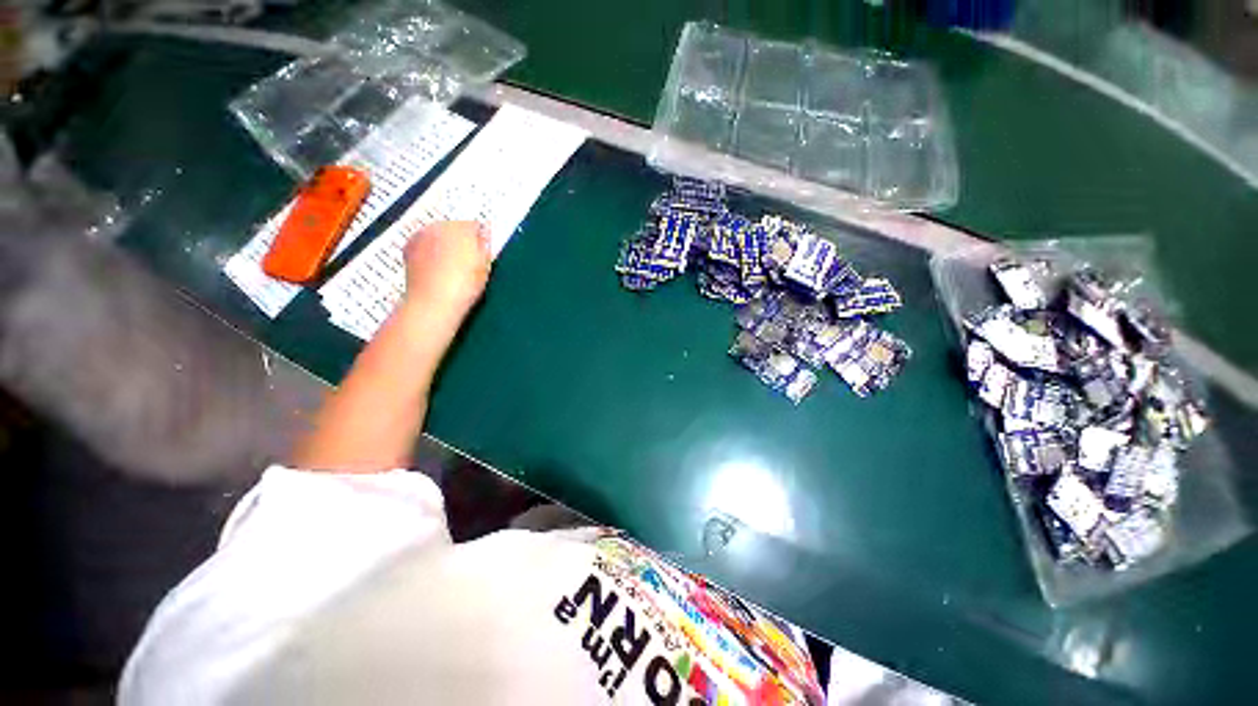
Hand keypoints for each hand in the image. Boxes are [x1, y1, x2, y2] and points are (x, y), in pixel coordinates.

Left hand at [401, 221, 490, 322]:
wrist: (433, 303)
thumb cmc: (465, 285)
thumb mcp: (485, 266)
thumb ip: (486, 245)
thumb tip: (486, 232)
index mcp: (460, 227)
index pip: (475, 226)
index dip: (481, 241)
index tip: (483, 256)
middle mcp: (438, 225)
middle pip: (454, 228)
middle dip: (461, 241)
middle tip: (468, 264)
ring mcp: (420, 235)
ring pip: (438, 236)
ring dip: (445, 246)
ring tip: (452, 269)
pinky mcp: (408, 249)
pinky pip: (425, 246)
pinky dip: (430, 253)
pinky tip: (437, 271)